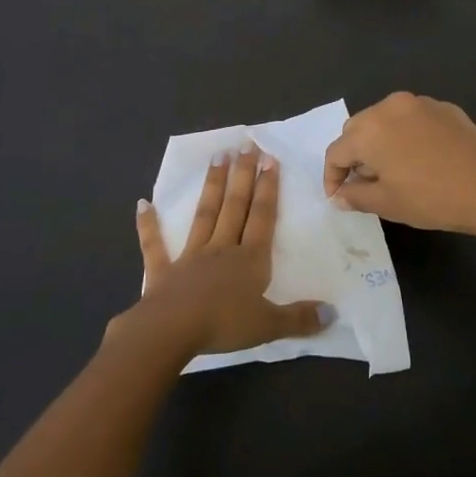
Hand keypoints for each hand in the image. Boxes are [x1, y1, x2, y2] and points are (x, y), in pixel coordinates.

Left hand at [113, 144, 331, 358]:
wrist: (171, 331)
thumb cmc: (223, 325)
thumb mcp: (269, 325)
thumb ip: (299, 318)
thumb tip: (333, 313)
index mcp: (250, 259)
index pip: (262, 217)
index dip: (268, 188)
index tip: (270, 158)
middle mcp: (222, 248)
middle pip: (235, 206)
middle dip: (243, 175)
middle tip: (245, 145)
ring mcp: (190, 256)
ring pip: (204, 214)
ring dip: (211, 185)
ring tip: (217, 156)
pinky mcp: (163, 271)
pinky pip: (155, 245)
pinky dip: (149, 224)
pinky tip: (143, 203)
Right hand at [323, 92, 475, 235]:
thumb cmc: (430, 198)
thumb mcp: (387, 203)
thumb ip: (355, 196)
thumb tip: (340, 195)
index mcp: (369, 130)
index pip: (337, 151)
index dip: (332, 176)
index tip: (337, 196)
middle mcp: (389, 107)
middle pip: (358, 129)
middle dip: (355, 154)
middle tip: (365, 182)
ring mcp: (419, 102)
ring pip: (385, 119)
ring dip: (380, 141)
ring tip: (392, 168)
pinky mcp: (443, 107)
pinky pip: (412, 118)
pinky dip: (406, 134)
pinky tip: (421, 157)